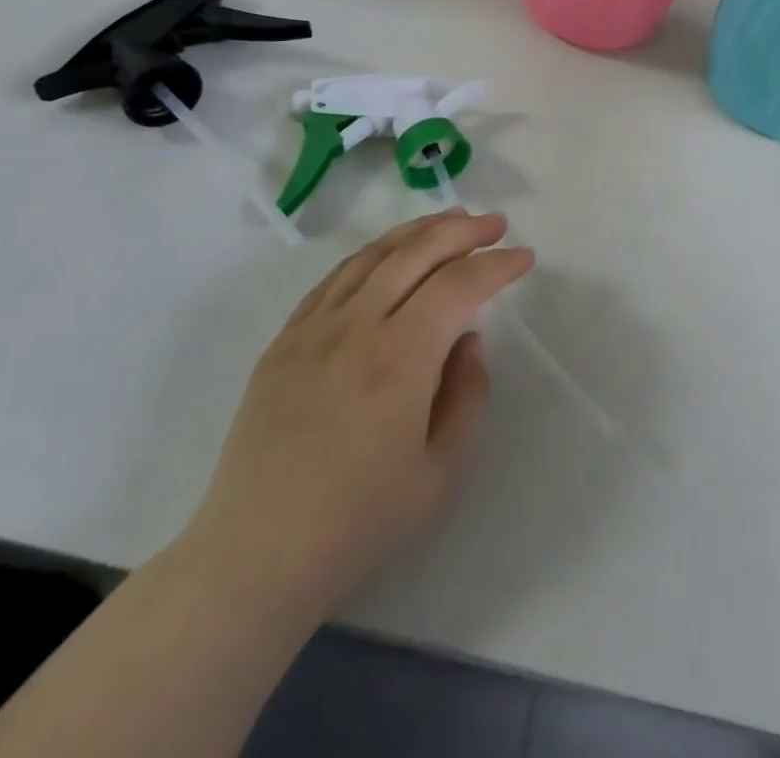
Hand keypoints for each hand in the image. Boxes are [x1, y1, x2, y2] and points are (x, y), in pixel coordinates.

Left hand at [175, 210, 532, 613]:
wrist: (255, 558)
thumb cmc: (359, 524)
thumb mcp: (442, 474)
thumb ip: (468, 395)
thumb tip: (466, 341)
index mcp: (400, 358)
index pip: (459, 286)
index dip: (496, 265)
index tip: (524, 257)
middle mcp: (356, 327)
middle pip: (416, 253)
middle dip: (463, 230)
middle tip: (495, 224)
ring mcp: (314, 329)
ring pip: (373, 255)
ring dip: (418, 231)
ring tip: (450, 221)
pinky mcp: (285, 341)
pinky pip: (335, 278)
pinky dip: (372, 254)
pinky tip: (387, 255)